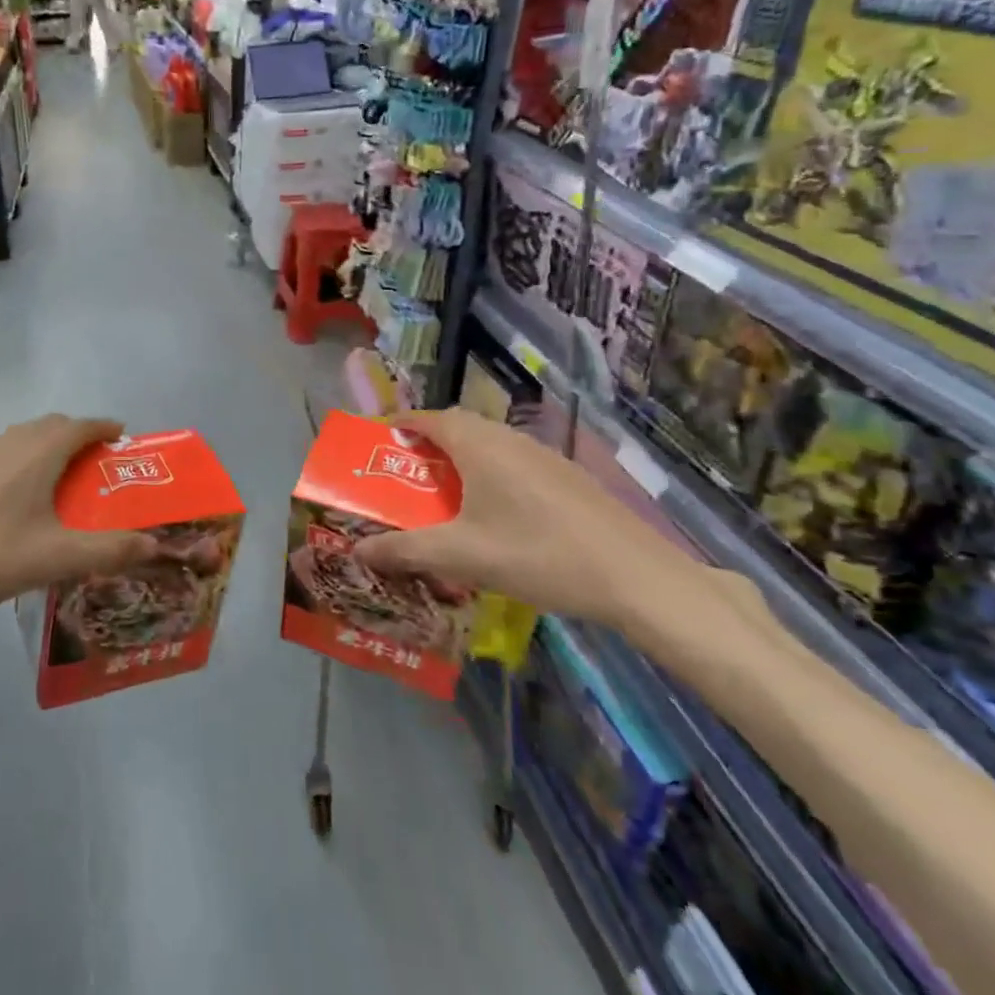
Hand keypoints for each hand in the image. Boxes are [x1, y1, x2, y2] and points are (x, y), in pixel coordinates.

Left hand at [0, 414, 154, 620]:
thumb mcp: (56, 558)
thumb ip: (109, 550)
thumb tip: (154, 543)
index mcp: (39, 453)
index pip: (81, 425)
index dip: (105, 427)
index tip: (123, 436)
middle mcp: (12, 444)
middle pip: (53, 425)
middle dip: (79, 435)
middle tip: (97, 463)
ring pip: (25, 437)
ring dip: (49, 446)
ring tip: (63, 478)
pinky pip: (4, 453)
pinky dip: (25, 459)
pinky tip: (20, 497)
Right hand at [354, 410, 705, 630]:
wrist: (635, 577)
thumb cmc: (537, 554)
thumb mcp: (461, 556)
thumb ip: (405, 550)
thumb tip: (358, 550)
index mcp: (477, 443)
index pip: (426, 417)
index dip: (397, 425)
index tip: (375, 443)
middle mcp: (507, 437)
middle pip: (457, 427)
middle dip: (426, 446)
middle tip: (404, 476)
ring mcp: (542, 454)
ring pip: (488, 445)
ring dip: (459, 461)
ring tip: (443, 497)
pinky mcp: (566, 476)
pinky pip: (512, 462)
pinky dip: (489, 475)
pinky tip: (495, 515)